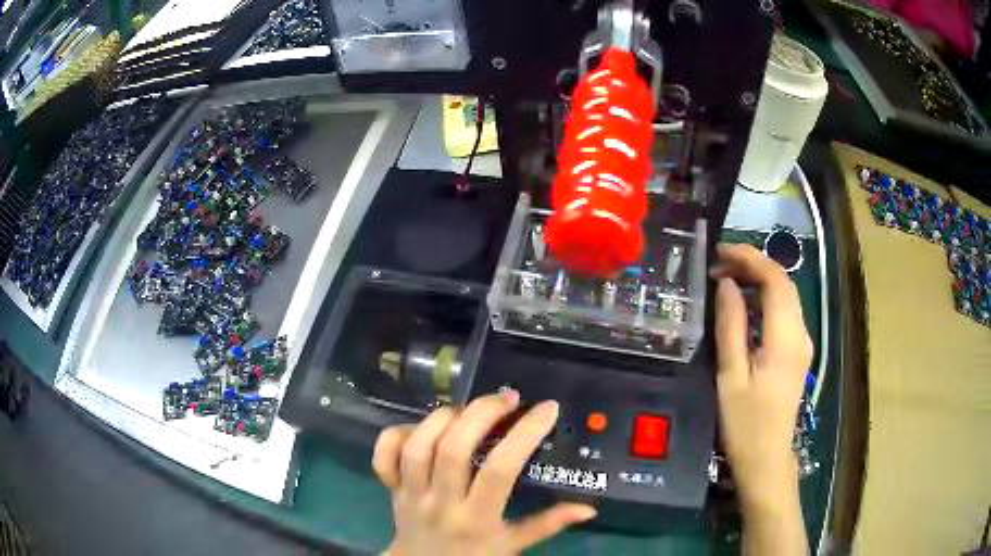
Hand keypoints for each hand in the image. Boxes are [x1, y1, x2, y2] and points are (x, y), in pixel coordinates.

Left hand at [373, 392, 596, 555]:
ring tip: (468, 410)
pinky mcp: (390, 487)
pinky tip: (422, 427)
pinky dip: (398, 433)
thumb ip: (549, 525)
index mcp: (476, 519)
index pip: (499, 471)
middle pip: (453, 449)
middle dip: (481, 413)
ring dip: (443, 417)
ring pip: (418, 446)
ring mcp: (410, 494)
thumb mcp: (513, 546)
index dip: (524, 434)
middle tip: (506, 398)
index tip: (546, 409)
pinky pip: (384, 454)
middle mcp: (441, 503)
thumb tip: (588, 508)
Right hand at [710, 243, 813, 508]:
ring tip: (725, 281)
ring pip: (786, 295)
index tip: (720, 252)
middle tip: (718, 266)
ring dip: (758, 280)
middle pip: (784, 282)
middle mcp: (800, 333)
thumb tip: (727, 284)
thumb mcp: (730, 375)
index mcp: (785, 338)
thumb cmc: (745, 423)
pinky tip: (743, 307)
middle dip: (752, 265)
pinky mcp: (797, 352)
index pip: (776, 279)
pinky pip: (784, 313)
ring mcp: (802, 343)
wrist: (767, 459)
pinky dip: (764, 299)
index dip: (750, 257)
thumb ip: (730, 326)